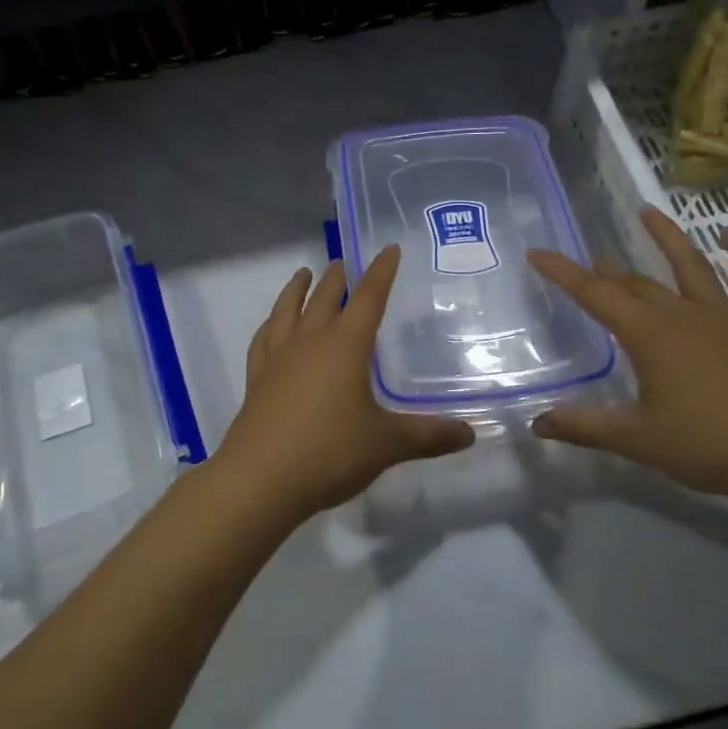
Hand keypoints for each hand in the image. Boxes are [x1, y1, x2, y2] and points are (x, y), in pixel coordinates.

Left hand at [213, 246, 475, 519]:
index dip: (381, 272)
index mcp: (345, 346)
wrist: (260, 479)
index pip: (368, 298)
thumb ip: (428, 436)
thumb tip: (471, 433)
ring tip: (303, 274)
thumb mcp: (386, 444)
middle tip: (343, 261)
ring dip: (297, 290)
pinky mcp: (256, 379)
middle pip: (325, 298)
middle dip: (337, 277)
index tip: (388, 249)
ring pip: (287, 310)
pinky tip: (271, 327)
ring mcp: (278, 359)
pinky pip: (262, 340)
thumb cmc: (329, 453)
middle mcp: (310, 342)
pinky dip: (269, 325)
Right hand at [527, 207, 727, 500]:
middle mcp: (681, 314)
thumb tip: (537, 425)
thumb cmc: (710, 444)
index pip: (594, 294)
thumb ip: (585, 427)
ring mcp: (724, 315)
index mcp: (648, 334)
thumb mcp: (638, 439)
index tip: (537, 253)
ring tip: (647, 212)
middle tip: (590, 262)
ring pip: (690, 265)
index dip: (562, 272)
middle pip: (636, 283)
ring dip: (667, 237)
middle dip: (607, 271)